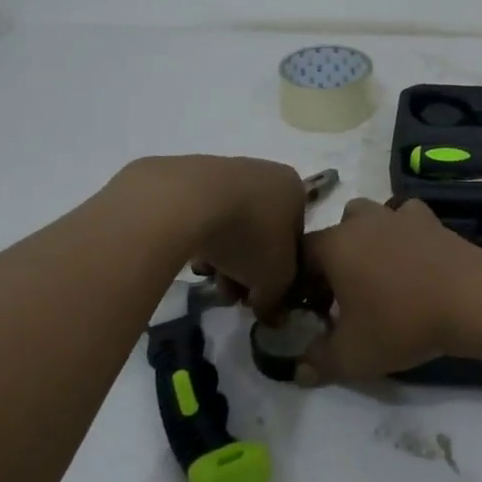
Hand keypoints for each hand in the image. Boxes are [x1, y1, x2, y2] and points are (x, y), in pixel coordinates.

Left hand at [114, 155, 306, 314]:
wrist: (187, 201)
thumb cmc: (249, 235)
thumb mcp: (276, 279)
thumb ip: (278, 298)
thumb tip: (268, 310)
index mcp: (294, 189)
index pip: (294, 238)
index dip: (279, 273)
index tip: (259, 294)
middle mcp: (265, 173)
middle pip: (261, 233)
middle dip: (246, 269)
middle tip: (231, 293)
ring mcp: (226, 171)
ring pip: (232, 226)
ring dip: (223, 258)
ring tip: (207, 277)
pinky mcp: (190, 178)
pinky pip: (203, 216)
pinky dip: (201, 238)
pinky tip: (190, 257)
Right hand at [295, 198, 481, 384]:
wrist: (470, 297)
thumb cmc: (402, 322)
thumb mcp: (353, 355)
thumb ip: (319, 362)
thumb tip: (299, 370)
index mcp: (334, 245)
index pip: (301, 254)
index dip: (300, 281)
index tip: (311, 308)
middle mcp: (362, 221)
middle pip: (336, 230)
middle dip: (334, 257)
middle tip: (344, 293)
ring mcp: (398, 215)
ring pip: (370, 216)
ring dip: (367, 238)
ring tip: (378, 272)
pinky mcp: (430, 218)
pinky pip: (405, 218)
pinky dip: (403, 232)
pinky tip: (412, 256)